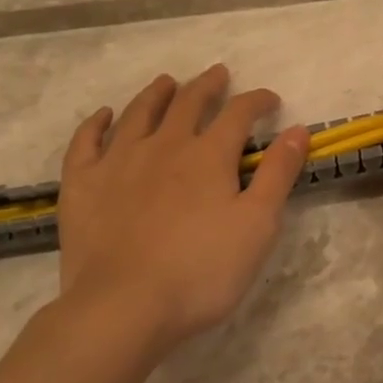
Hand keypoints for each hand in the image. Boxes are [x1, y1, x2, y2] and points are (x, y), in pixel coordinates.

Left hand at [56, 64, 309, 358]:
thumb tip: (299, 130)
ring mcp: (118, 161)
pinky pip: (86, 142)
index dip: (257, 101)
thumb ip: (278, 174)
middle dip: (207, 85)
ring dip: (157, 93)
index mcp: (209, 155)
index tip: (270, 100)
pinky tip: (104, 116)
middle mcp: (164, 145)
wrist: (122, 308)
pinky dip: (96, 124)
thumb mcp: (257, 225)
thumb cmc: (201, 271)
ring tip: (167, 82)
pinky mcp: (83, 184)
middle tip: (217, 74)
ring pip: (140, 113)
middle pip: (188, 102)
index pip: (239, 113)